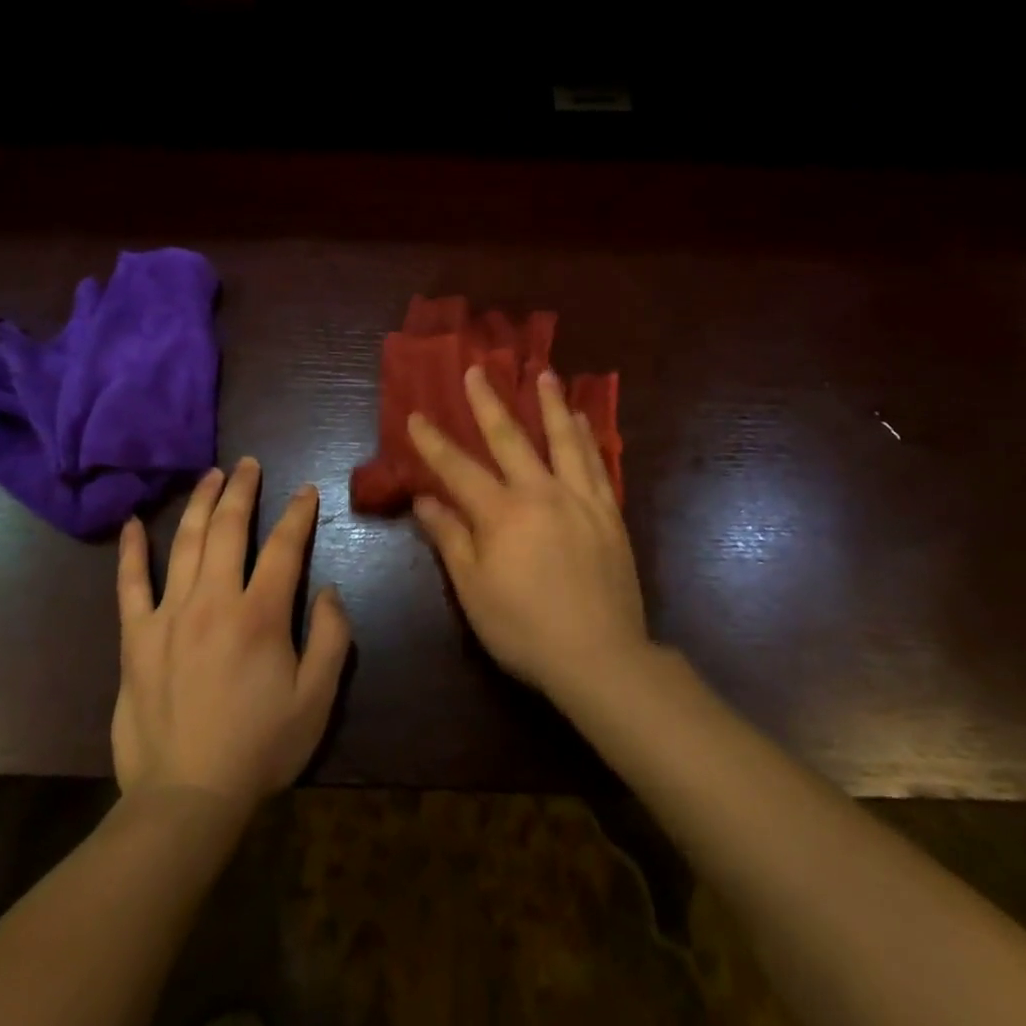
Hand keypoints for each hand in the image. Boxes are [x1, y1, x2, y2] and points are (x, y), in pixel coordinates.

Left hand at [112, 459, 352, 806]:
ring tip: (209, 475)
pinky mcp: (136, 638)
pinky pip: (130, 585)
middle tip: (248, 465)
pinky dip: (131, 551)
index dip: (297, 514)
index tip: (305, 491)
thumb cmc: (260, 748)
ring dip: (199, 504)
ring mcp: (168, 616)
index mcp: (260, 615)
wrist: (186, 798)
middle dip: (241, 491)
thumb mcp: (317, 700)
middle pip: (227, 530)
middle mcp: (213, 602)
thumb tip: (329, 590)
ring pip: (183, 544)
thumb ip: (332, 638)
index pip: (283, 547)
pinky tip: (132, 522)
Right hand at [409, 365, 648, 696]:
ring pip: (563, 440)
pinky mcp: (609, 514)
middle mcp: (541, 493)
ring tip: (543, 373)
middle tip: (478, 369)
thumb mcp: (473, 590)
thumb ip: (450, 539)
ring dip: (550, 404)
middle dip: (489, 403)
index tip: (416, 415)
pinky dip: (588, 437)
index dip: (433, 442)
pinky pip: (597, 465)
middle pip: (510, 439)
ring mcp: (580, 500)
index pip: (458, 469)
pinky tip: (584, 420)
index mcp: (502, 514)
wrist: (600, 656)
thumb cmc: (524, 628)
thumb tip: (425, 500)